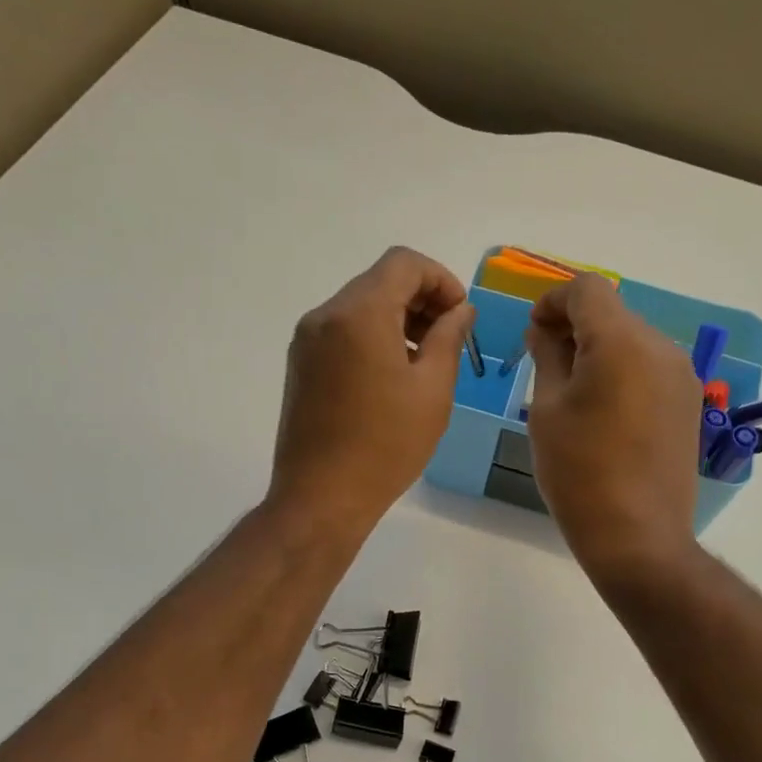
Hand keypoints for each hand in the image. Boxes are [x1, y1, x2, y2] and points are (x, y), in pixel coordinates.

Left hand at [270, 247, 474, 536]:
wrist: (321, 498)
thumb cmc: (386, 445)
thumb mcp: (433, 390)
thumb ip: (450, 337)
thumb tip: (460, 310)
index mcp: (359, 314)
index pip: (403, 263)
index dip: (441, 280)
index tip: (460, 316)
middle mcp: (325, 316)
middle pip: (379, 282)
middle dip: (421, 300)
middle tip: (449, 339)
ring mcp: (307, 341)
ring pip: (360, 307)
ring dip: (397, 320)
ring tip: (425, 361)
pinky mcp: (300, 365)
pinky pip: (342, 332)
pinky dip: (372, 337)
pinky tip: (392, 377)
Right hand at [526, 274, 702, 578]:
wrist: (637, 536)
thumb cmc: (579, 473)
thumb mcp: (547, 410)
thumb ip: (547, 356)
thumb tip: (545, 330)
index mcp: (621, 343)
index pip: (586, 289)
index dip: (552, 301)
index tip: (533, 334)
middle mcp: (661, 347)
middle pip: (612, 312)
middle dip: (574, 326)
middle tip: (544, 364)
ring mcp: (682, 376)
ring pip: (632, 339)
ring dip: (599, 350)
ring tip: (573, 393)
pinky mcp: (689, 402)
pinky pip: (649, 367)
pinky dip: (622, 371)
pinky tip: (604, 411)